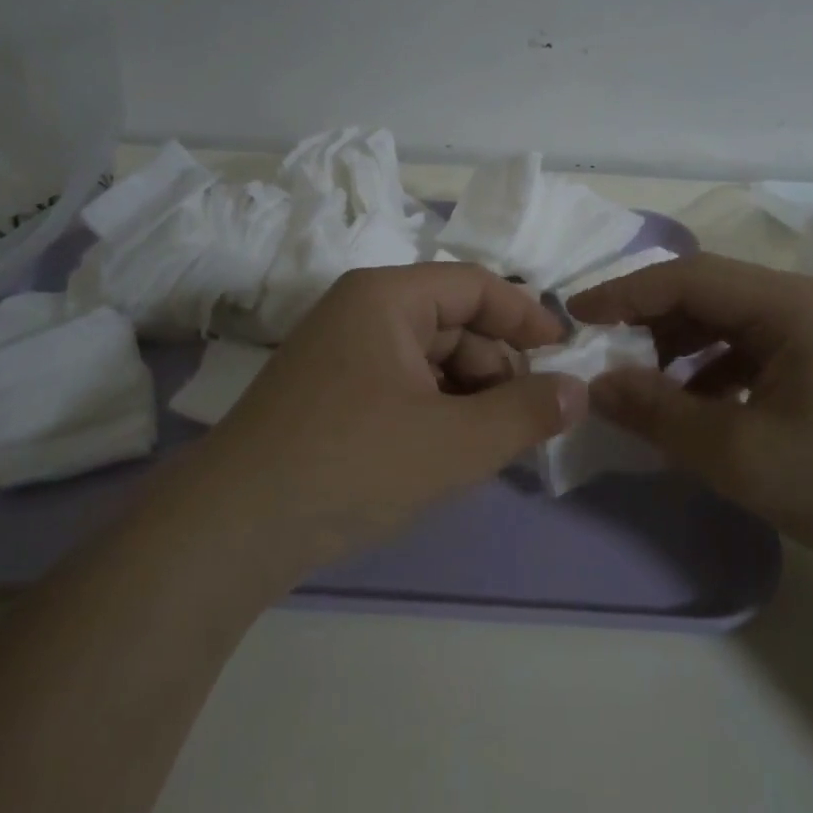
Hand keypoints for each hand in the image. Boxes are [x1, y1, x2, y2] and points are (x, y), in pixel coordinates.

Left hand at [183, 263, 586, 573]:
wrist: (233, 527)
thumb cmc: (353, 464)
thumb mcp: (455, 442)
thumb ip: (526, 412)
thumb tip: (579, 390)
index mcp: (386, 298)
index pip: (475, 285)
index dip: (526, 315)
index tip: (564, 354)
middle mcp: (358, 312)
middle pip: (451, 321)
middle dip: (497, 366)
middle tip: (528, 417)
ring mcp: (337, 354)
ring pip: (426, 358)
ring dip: (467, 393)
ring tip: (490, 443)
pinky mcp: (325, 394)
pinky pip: (397, 385)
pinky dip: (432, 410)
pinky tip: (445, 452)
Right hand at [567, 253, 812, 580]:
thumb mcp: (738, 454)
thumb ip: (658, 413)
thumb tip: (596, 385)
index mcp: (791, 305)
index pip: (688, 277)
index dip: (624, 293)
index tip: (574, 318)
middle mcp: (809, 303)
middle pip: (709, 293)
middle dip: (651, 322)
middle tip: (607, 358)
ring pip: (731, 322)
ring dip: (682, 348)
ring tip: (649, 389)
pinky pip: (755, 350)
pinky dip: (716, 371)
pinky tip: (702, 409)